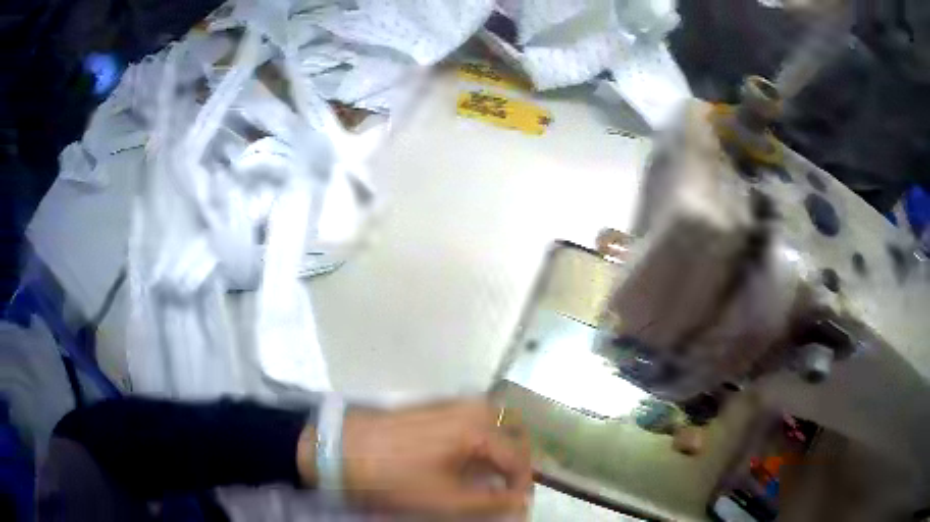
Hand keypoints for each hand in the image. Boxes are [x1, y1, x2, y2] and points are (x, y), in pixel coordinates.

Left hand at [338, 399, 531, 516]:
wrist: (343, 449)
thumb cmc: (396, 477)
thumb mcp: (447, 500)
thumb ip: (491, 503)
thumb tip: (520, 503)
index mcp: (479, 427)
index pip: (519, 458)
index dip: (522, 487)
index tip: (515, 508)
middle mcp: (472, 406)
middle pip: (513, 435)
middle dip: (516, 465)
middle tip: (507, 491)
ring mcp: (452, 403)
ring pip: (495, 426)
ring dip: (499, 453)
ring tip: (489, 480)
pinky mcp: (435, 406)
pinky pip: (474, 422)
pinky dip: (481, 443)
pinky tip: (466, 463)